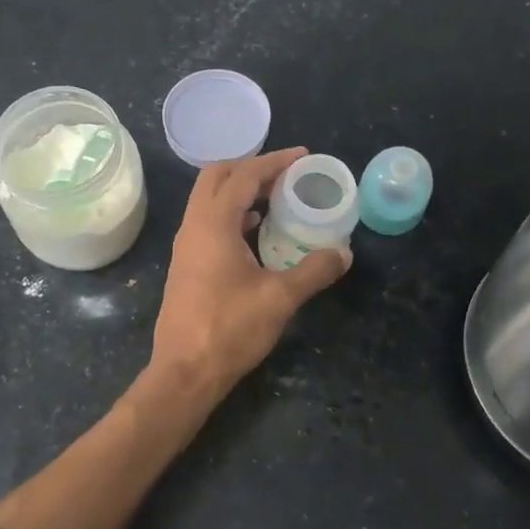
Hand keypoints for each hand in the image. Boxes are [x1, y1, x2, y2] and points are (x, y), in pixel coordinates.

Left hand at [150, 148, 349, 399]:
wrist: (185, 372)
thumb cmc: (230, 329)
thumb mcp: (280, 298)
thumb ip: (314, 271)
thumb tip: (344, 254)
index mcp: (213, 223)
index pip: (243, 175)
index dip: (274, 161)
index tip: (302, 156)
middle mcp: (193, 226)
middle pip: (216, 177)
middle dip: (251, 168)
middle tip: (285, 175)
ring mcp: (185, 246)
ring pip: (208, 200)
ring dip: (239, 191)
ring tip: (275, 198)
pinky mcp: (186, 264)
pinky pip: (207, 222)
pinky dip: (231, 214)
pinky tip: (255, 231)